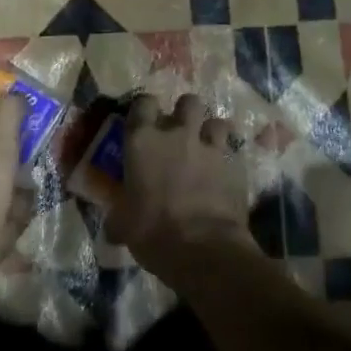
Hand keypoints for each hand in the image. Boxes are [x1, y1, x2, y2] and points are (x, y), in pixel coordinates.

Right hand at [106, 93, 253, 282]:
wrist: (202, 248)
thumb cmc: (151, 231)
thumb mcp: (123, 224)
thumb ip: (119, 214)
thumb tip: (113, 226)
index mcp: (142, 141)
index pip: (143, 103)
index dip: (145, 109)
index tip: (144, 122)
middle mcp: (177, 134)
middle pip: (188, 102)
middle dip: (185, 113)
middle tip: (180, 133)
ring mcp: (211, 148)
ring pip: (217, 122)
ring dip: (211, 133)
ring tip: (207, 149)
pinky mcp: (237, 166)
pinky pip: (234, 152)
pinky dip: (229, 160)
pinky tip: (225, 174)